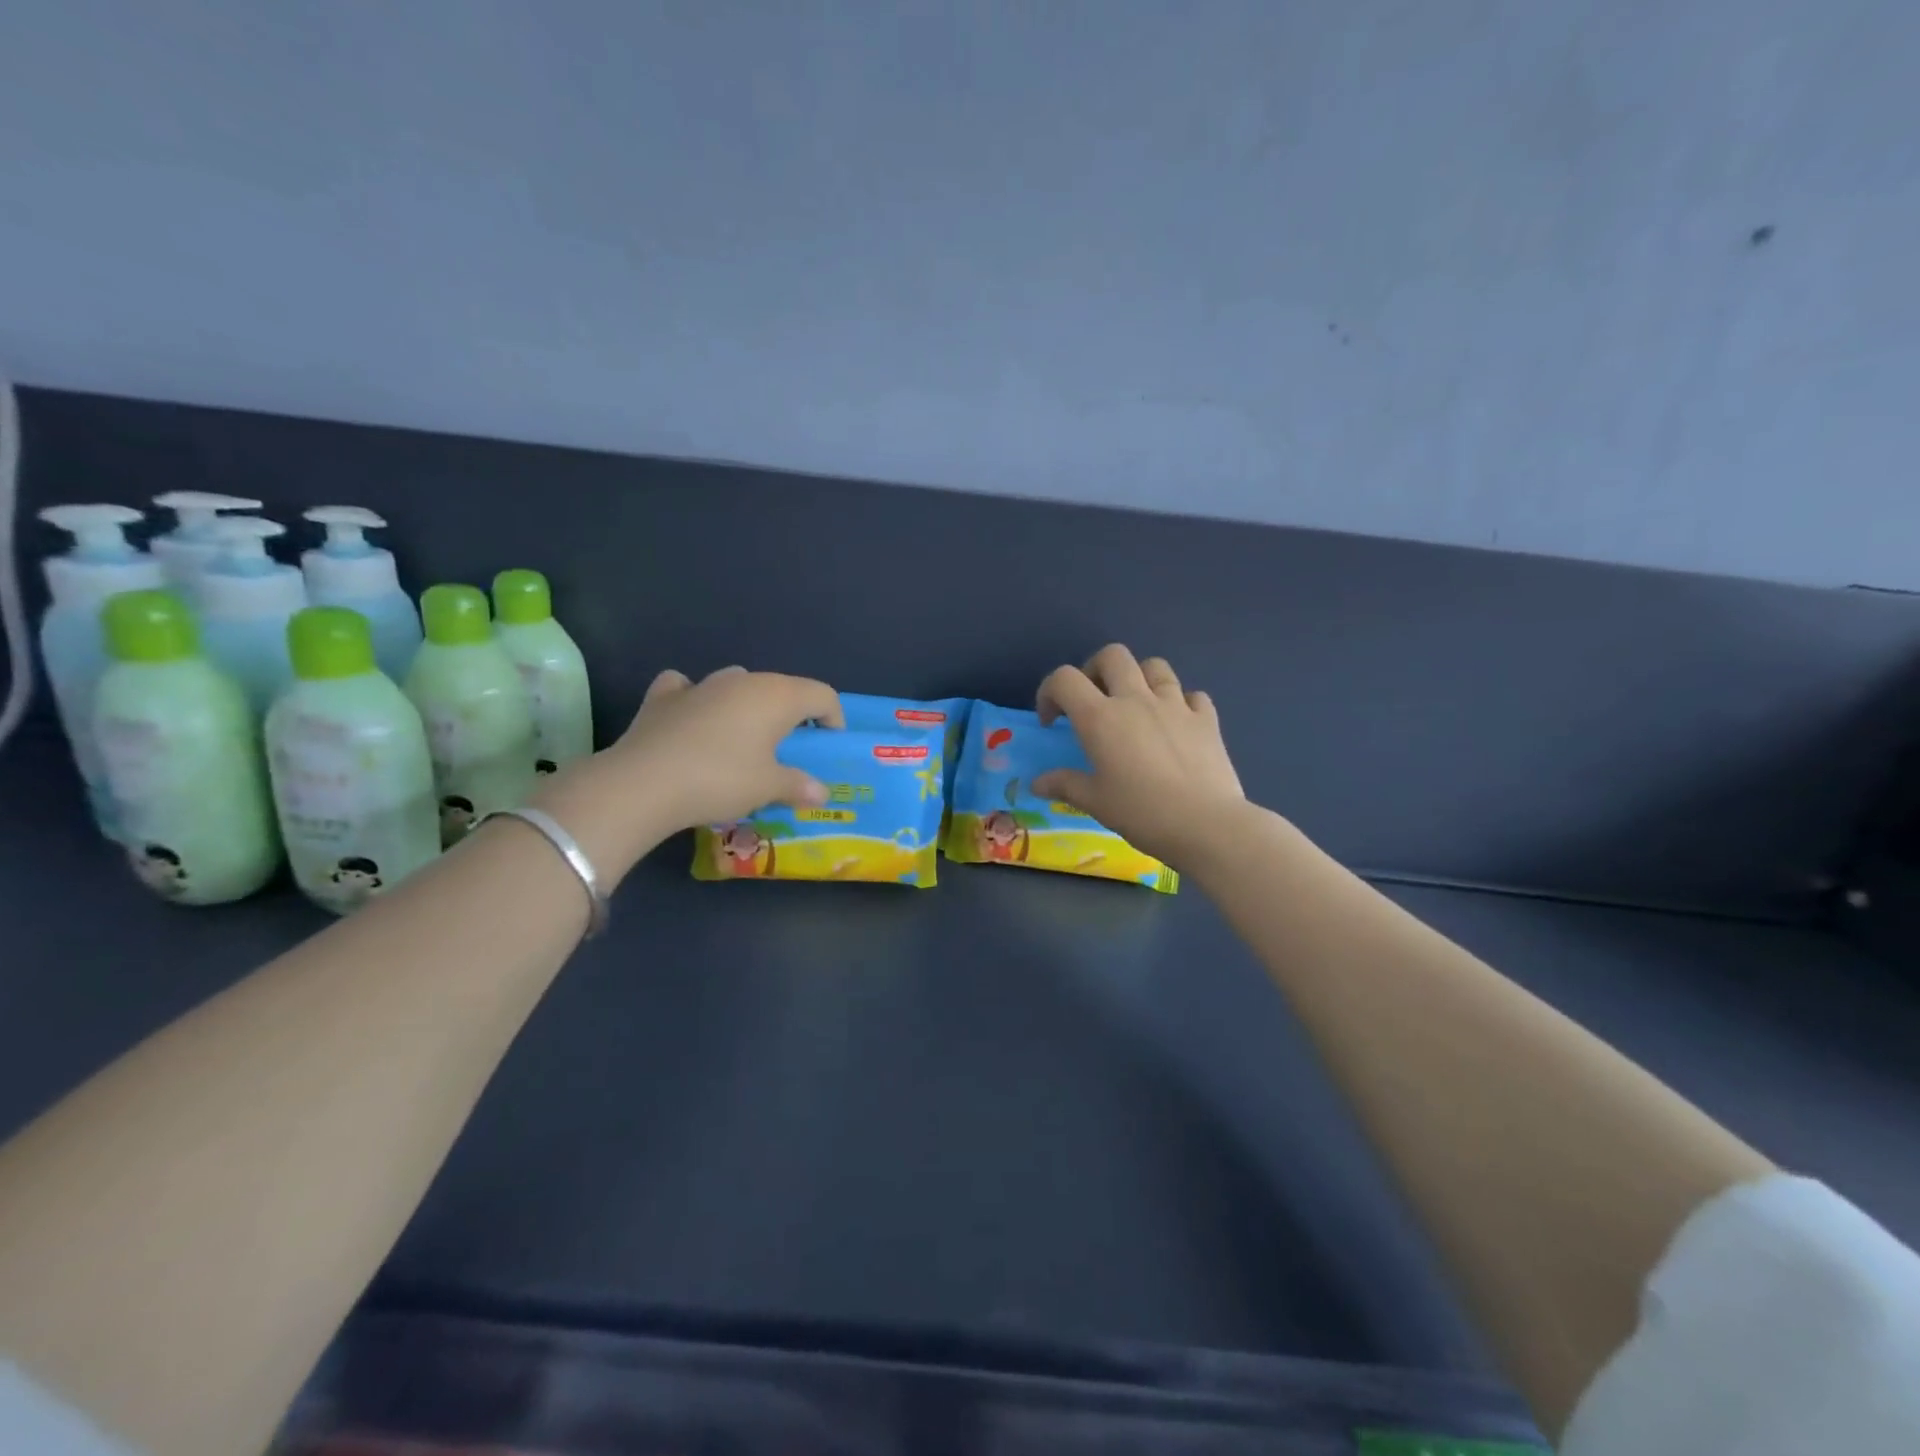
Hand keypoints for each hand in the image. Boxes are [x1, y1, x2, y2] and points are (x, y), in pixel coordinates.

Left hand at [608, 666, 843, 832]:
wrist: (643, 784)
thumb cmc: (721, 780)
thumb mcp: (768, 788)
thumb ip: (799, 786)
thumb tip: (821, 793)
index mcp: (776, 696)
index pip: (821, 694)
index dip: (833, 719)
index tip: (827, 747)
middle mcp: (742, 680)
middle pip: (781, 688)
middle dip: (792, 715)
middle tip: (790, 750)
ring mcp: (700, 685)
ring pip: (737, 683)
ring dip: (747, 705)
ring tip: (744, 738)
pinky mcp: (663, 697)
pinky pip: (688, 688)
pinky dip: (696, 700)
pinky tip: (692, 719)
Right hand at [1032, 644, 1245, 868]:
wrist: (1206, 824)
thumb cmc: (1142, 812)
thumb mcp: (1095, 802)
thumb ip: (1064, 785)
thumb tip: (1037, 783)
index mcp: (1100, 717)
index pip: (1064, 679)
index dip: (1050, 692)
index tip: (1052, 721)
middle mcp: (1136, 700)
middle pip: (1112, 656)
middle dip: (1095, 670)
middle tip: (1093, 699)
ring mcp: (1175, 705)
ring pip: (1154, 666)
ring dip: (1139, 677)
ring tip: (1136, 705)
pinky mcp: (1206, 719)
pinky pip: (1192, 695)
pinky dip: (1181, 703)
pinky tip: (1177, 724)